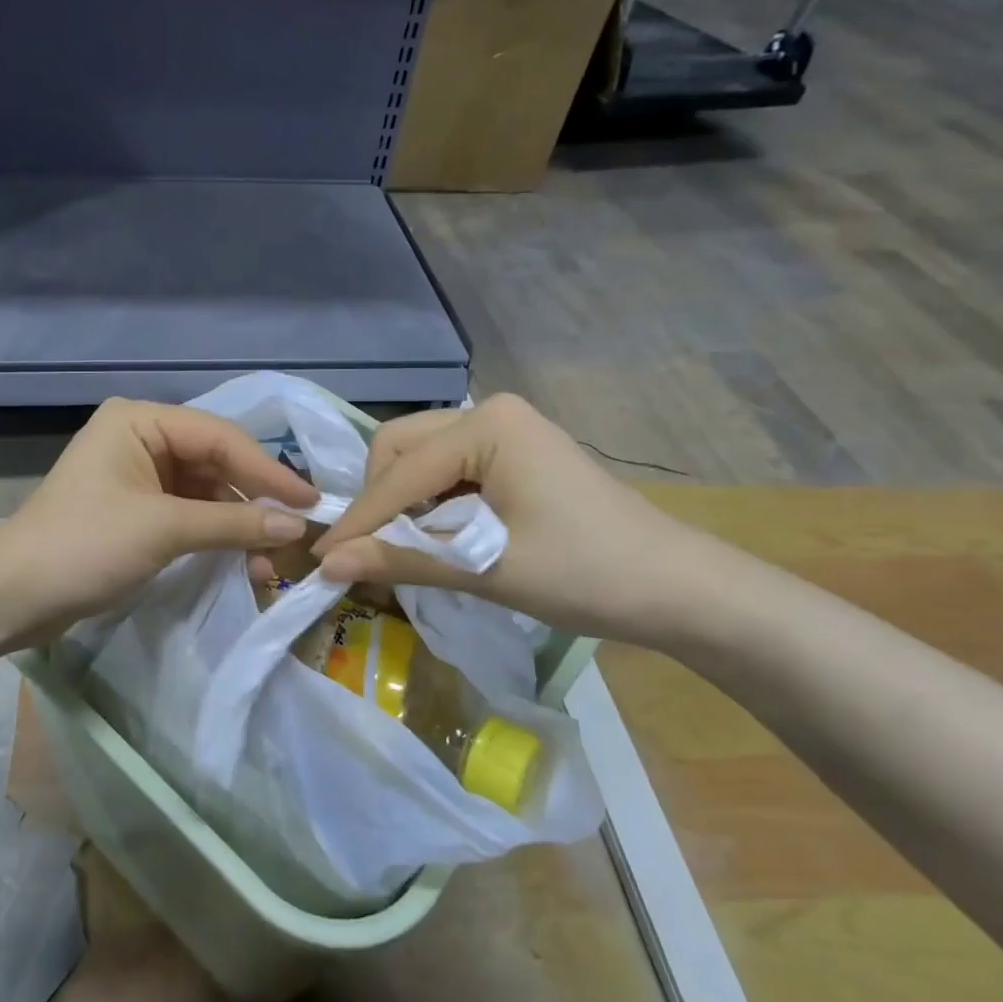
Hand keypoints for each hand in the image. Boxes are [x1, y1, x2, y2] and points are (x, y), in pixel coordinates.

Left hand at [0, 398, 318, 640]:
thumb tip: (297, 524)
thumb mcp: (163, 530)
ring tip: (269, 561)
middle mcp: (141, 438)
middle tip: (299, 532)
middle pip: (215, 462)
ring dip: (237, 524)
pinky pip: (188, 514)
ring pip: (205, 492)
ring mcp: (138, 474)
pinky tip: (241, 561)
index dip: (268, 470)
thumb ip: (233, 522)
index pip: (220, 437)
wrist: (13, 597)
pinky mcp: (136, 509)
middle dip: (254, 500)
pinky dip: (215, 536)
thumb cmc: (84, 547)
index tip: (312, 502)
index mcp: (140, 421)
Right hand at [313, 394, 713, 645]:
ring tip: (402, 548)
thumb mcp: (488, 570)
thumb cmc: (589, 575)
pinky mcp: (512, 451)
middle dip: (378, 500)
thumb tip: (327, 564)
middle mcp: (488, 411)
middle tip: (369, 551)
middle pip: (400, 447)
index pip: (400, 473)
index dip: (360, 519)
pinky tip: (435, 535)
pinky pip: (446, 467)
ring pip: (418, 455)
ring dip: (401, 500)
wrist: (680, 589)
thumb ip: (403, 560)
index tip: (322, 560)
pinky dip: (429, 501)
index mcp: (487, 426)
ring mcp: (503, 428)